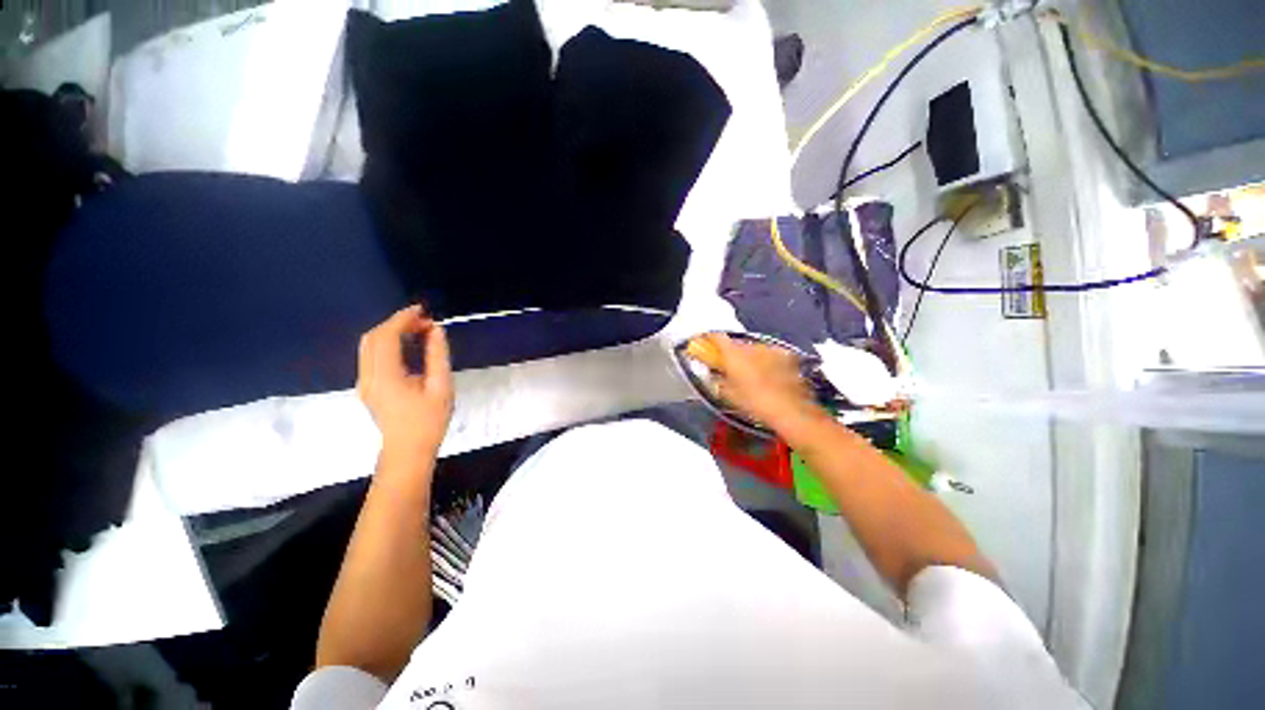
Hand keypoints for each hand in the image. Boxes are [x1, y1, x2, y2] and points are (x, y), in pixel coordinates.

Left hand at [357, 305, 453, 462]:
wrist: (408, 451)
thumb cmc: (429, 422)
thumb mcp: (441, 387)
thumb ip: (437, 356)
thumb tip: (436, 330)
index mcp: (386, 377)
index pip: (386, 337)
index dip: (402, 319)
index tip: (423, 311)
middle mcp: (368, 376)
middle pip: (372, 338)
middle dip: (396, 323)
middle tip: (424, 322)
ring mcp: (364, 382)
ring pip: (369, 346)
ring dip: (392, 333)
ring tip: (419, 331)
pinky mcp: (368, 387)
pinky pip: (372, 356)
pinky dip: (388, 344)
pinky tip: (408, 346)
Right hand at [703, 333, 821, 431]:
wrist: (791, 410)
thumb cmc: (755, 403)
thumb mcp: (730, 395)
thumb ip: (719, 381)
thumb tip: (714, 375)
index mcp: (734, 354)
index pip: (717, 337)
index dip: (710, 339)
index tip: (706, 344)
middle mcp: (752, 347)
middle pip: (737, 344)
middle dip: (732, 353)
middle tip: (730, 366)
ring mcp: (772, 349)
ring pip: (755, 349)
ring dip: (751, 357)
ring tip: (751, 373)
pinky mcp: (788, 356)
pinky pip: (771, 355)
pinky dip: (767, 361)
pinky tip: (769, 374)